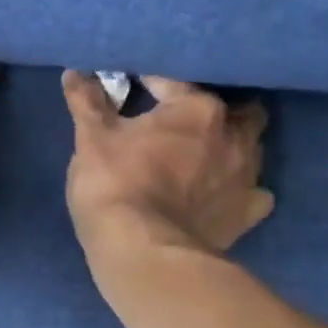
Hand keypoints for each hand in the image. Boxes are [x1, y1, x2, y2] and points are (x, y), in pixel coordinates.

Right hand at [62, 71, 273, 260]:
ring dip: (230, 147)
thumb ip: (87, 102)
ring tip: (203, 157)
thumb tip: (74, 73)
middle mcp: (234, 135)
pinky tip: (221, 196)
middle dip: (214, 112)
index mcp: (197, 108)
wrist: (144, 254)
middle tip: (183, 122)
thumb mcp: (91, 139)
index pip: (173, 81)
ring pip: (251, 148)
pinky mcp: (248, 215)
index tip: (132, 88)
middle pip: (236, 109)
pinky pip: (254, 194)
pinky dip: (239, 191)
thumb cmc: (115, 186)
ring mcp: (247, 177)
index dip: (150, 83)